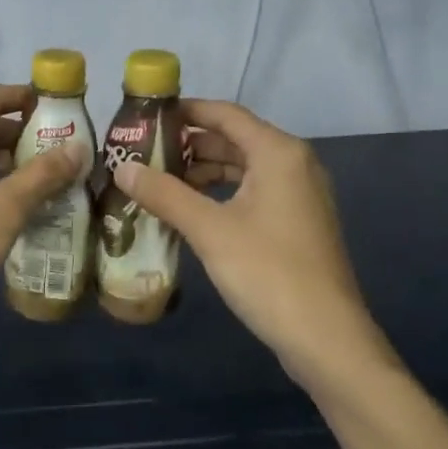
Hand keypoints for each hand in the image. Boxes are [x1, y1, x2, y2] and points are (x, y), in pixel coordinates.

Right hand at [112, 99, 396, 391]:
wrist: (325, 337)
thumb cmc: (268, 272)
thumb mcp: (209, 230)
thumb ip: (165, 194)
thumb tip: (121, 168)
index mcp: (278, 153)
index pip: (225, 114)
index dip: (185, 111)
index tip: (145, 117)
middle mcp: (293, 164)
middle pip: (233, 140)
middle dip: (188, 145)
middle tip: (142, 153)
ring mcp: (299, 195)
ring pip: (242, 169)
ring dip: (202, 172)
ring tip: (158, 182)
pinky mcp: (297, 223)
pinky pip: (252, 193)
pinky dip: (220, 195)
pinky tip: (190, 211)